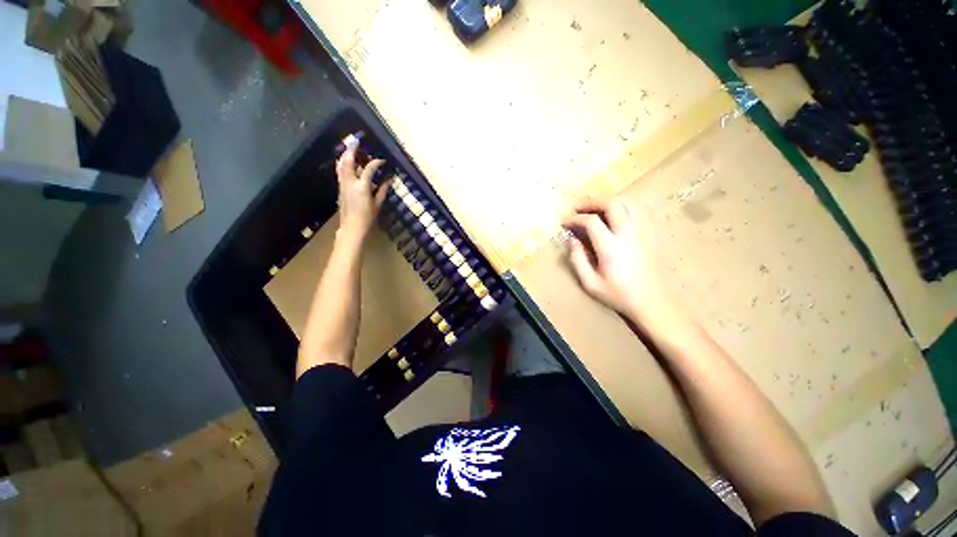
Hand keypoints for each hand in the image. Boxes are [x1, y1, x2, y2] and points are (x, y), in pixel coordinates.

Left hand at [334, 145, 389, 246]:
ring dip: (345, 155)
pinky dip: (343, 163)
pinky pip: (340, 171)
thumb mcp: (377, 204)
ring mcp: (343, 184)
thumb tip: (388, 180)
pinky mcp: (340, 188)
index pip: (369, 169)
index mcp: (362, 187)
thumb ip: (383, 190)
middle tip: (357, 142)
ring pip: (341, 165)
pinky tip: (346, 162)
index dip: (376, 162)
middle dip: (352, 150)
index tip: (382, 161)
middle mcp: (350, 182)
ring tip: (350, 148)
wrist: (352, 227)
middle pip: (348, 161)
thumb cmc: (367, 218)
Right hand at [562, 198, 687, 328]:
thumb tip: (571, 239)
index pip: (592, 221)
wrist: (652, 302)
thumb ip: (577, 259)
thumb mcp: (590, 283)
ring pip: (628, 203)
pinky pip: (639, 210)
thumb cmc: (618, 295)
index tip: (565, 221)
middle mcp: (629, 234)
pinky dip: (624, 206)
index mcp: (611, 248)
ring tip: (595, 209)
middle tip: (578, 208)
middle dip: (591, 202)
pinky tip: (615, 214)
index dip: (575, 218)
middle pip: (612, 204)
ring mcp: (643, 232)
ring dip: (608, 202)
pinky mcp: (651, 234)